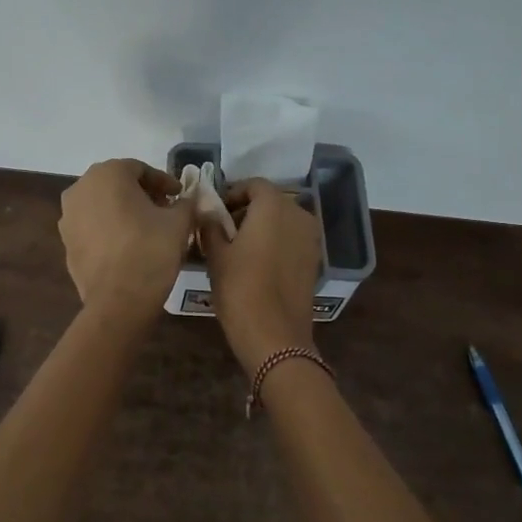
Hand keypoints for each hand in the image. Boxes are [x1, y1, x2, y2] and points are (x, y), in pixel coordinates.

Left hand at [58, 160, 196, 315]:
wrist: (118, 300)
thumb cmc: (150, 250)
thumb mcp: (179, 222)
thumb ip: (186, 203)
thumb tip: (188, 200)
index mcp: (107, 174)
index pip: (140, 169)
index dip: (164, 182)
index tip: (180, 196)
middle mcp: (81, 188)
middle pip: (118, 184)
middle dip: (143, 194)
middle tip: (166, 209)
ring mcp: (68, 217)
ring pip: (102, 205)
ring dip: (125, 211)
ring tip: (148, 228)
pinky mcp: (66, 243)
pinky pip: (93, 227)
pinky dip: (110, 229)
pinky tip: (128, 246)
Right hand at [201, 179, 321, 372]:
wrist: (275, 336)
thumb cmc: (240, 289)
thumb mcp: (216, 255)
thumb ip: (211, 225)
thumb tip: (206, 209)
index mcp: (274, 207)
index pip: (254, 185)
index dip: (233, 193)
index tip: (215, 212)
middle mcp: (298, 215)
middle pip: (271, 201)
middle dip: (247, 210)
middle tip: (223, 230)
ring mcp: (310, 239)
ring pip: (283, 221)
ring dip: (262, 226)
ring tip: (239, 249)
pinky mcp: (314, 260)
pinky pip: (292, 240)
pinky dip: (276, 243)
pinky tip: (258, 264)